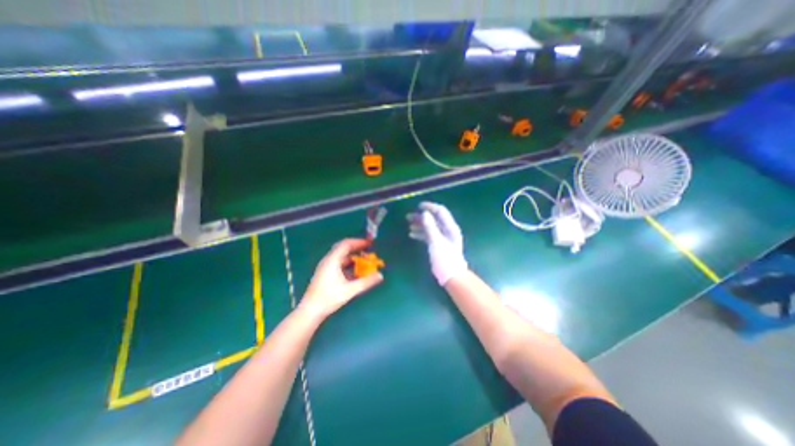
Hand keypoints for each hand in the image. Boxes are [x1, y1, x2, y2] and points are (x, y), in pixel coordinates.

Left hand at [300, 237, 383, 320]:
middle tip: (368, 250)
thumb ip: (366, 282)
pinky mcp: (325, 273)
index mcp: (332, 260)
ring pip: (341, 256)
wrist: (310, 311)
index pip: (346, 244)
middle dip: (356, 248)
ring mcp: (326, 267)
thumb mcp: (350, 290)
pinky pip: (339, 263)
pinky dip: (348, 264)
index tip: (369, 243)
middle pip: (343, 248)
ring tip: (364, 260)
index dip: (358, 242)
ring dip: (353, 257)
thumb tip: (380, 275)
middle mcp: (328, 260)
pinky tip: (355, 271)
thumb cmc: (328, 298)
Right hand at [410, 203, 466, 285]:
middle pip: (434, 219)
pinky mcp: (438, 245)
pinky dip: (421, 233)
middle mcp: (447, 230)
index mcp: (450, 227)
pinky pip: (429, 235)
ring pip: (430, 227)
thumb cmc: (445, 259)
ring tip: (408, 224)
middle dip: (422, 216)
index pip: (440, 211)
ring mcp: (443, 238)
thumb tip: (424, 213)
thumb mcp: (436, 242)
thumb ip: (430, 227)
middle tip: (408, 216)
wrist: (451, 276)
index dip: (430, 207)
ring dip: (419, 224)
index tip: (418, 206)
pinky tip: (411, 234)